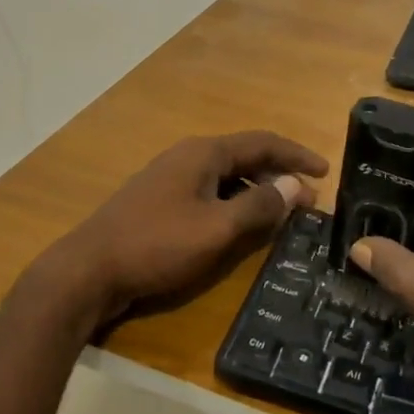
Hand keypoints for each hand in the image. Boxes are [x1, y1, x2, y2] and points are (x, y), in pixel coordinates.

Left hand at [26, 131, 328, 340]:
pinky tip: (239, 227)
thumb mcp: (216, 230)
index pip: (262, 142)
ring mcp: (170, 178)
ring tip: (280, 216)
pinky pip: (208, 193)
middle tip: (306, 202)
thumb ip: (258, 207)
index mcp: (204, 154)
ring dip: (255, 191)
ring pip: (225, 177)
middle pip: (244, 157)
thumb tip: (294, 187)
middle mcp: (188, 157)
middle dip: (278, 175)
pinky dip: (232, 204)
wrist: (88, 270)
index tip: (325, 172)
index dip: (296, 155)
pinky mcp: (159, 202)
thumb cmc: (157, 245)